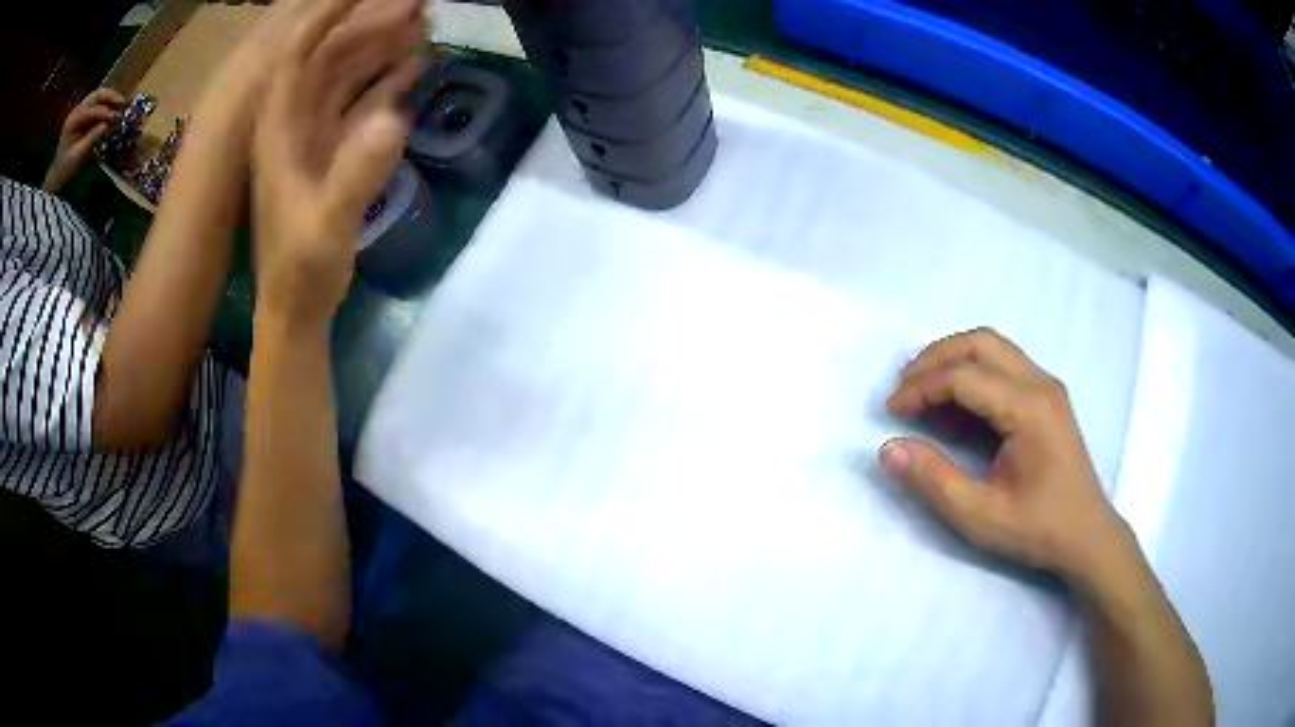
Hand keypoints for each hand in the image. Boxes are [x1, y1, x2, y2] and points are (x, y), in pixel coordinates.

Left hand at [42, 88, 125, 193]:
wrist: (58, 176)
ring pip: (98, 96)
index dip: (104, 112)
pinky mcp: (83, 113)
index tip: (116, 116)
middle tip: (122, 101)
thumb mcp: (78, 156)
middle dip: (110, 97)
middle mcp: (76, 111)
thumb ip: (92, 138)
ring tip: (121, 102)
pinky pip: (97, 103)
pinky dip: (106, 103)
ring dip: (110, 97)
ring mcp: (80, 110)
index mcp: (72, 122)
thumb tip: (108, 124)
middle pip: (96, 96)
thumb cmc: (66, 169)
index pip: (91, 110)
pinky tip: (113, 107)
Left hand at [251, 0, 424, 330]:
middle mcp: (293, 119)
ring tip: (424, 19)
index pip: (297, 50)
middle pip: (328, 52)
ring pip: (347, 72)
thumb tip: (398, 116)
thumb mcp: (326, 225)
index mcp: (278, 127)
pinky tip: (415, 65)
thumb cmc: (301, 271)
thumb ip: (357, 174)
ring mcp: (313, 133)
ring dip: (382, 44)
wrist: (296, 307)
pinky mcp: (330, 149)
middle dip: (368, 19)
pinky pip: (360, 100)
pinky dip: (387, 79)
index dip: (327, 12)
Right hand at [878, 328, 1129, 580]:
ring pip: (993, 348)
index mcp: (1028, 408)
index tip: (890, 412)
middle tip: (903, 388)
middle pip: (980, 343)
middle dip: (934, 359)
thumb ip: (934, 479)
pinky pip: (1004, 367)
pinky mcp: (1047, 397)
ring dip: (953, 361)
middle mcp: (1040, 384)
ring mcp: (1047, 387)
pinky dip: (973, 375)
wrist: (1087, 537)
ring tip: (922, 392)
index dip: (921, 388)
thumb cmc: (1038, 528)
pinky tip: (956, 410)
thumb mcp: (980, 515)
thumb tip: (889, 449)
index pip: (964, 377)